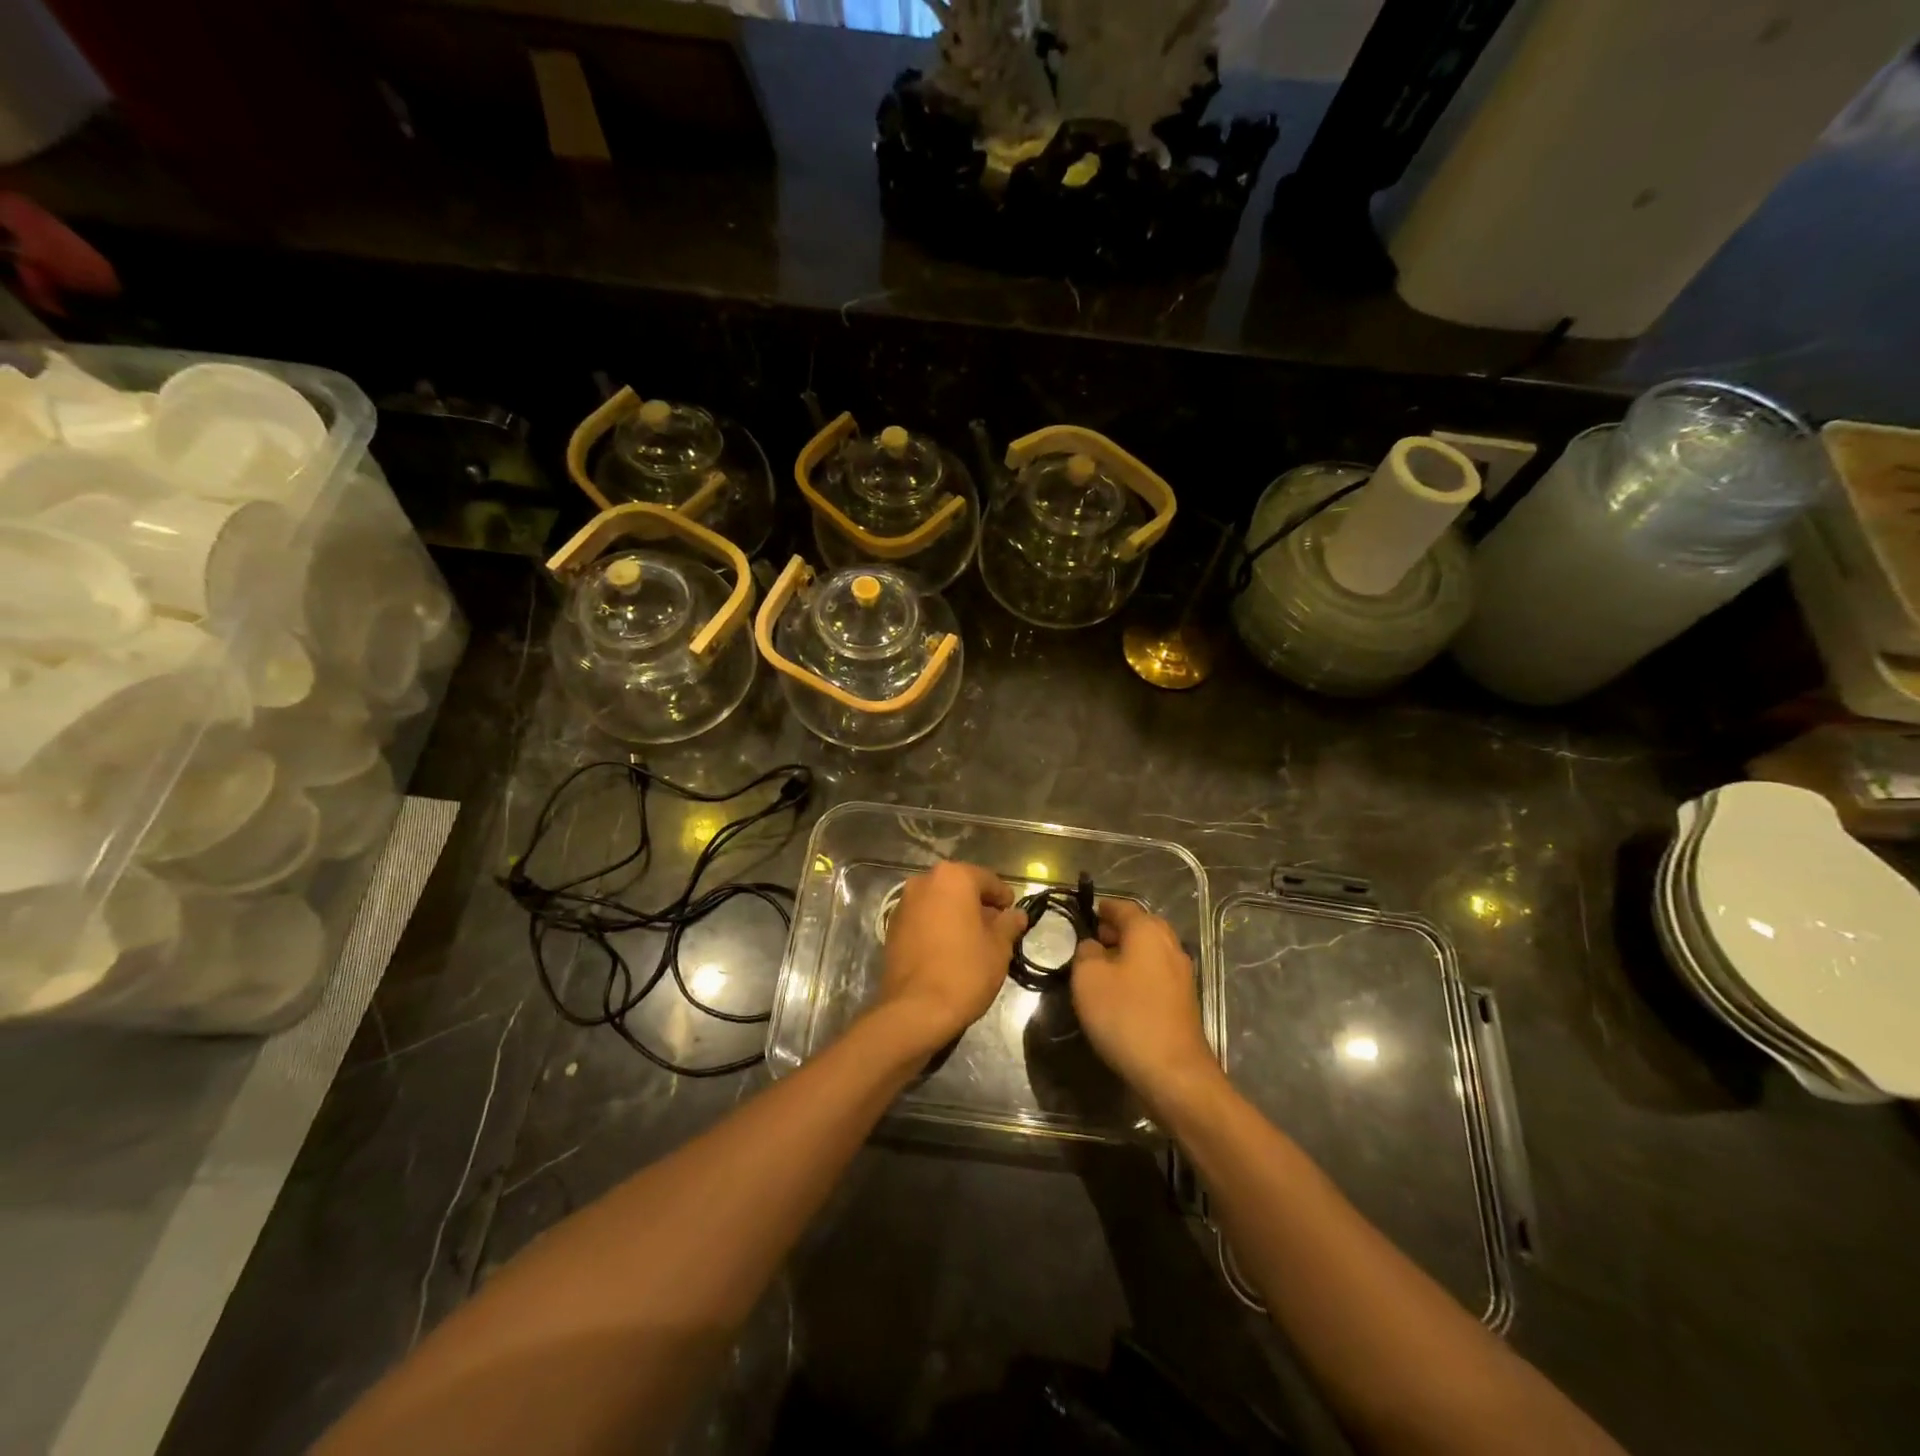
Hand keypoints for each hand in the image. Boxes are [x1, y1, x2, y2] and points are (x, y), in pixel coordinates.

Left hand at [874, 861, 1026, 1056]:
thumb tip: (1017, 915)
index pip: (987, 879)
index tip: (1013, 915)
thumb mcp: (999, 948)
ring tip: (972, 941)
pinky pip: (922, 918)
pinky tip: (948, 949)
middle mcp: (924, 881)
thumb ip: (1009, 924)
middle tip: (995, 929)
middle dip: (978, 905)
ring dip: (956, 915)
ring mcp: (904, 903)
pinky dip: (937, 926)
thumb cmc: (965, 971)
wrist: (915, 1009)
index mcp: (953, 878)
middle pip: (960, 887)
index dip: (1003, 897)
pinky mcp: (891, 927)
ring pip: (939, 902)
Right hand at [1071, 899, 1217, 1104]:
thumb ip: (1085, 952)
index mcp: (1148, 931)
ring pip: (1148, 952)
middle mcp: (1169, 945)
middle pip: (1139, 927)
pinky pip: (1155, 974)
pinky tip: (1120, 993)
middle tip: (1089, 943)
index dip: (1101, 909)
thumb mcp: (1088, 978)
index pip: (1122, 907)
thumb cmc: (1126, 1016)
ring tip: (1100, 970)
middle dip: (1114, 931)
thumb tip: (1093, 946)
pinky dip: (1137, 974)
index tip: (1083, 914)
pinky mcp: (1184, 1000)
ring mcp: (1181, 974)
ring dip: (1126, 954)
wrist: (1173, 1072)